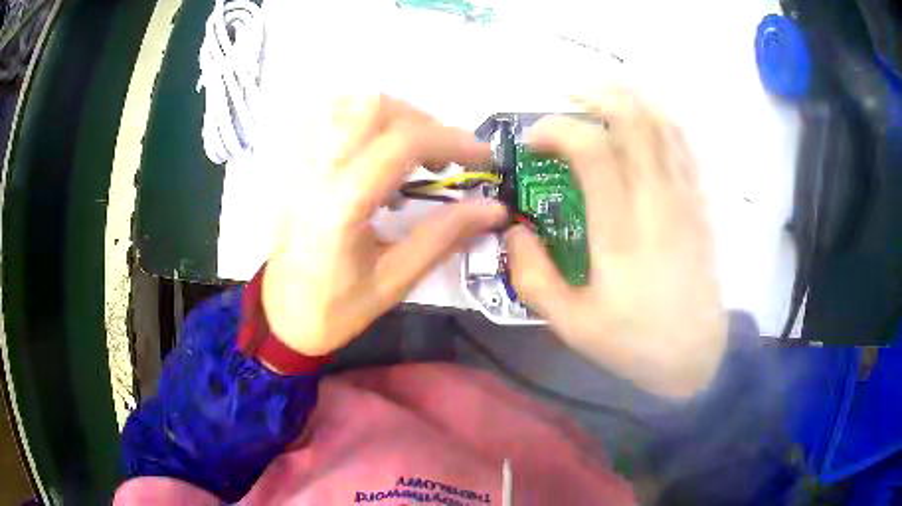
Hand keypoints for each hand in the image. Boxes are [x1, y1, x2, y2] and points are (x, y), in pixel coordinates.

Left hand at [263, 95, 506, 357]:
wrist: (282, 316)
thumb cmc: (336, 308)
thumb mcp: (395, 281)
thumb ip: (444, 236)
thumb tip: (493, 208)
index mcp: (342, 204)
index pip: (401, 143)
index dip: (451, 140)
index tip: (481, 157)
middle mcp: (318, 172)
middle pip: (373, 107)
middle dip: (423, 122)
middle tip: (444, 157)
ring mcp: (302, 164)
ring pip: (348, 104)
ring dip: (392, 115)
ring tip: (413, 150)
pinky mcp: (297, 166)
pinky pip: (330, 118)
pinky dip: (364, 120)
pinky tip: (379, 151)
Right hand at [505, 88, 726, 397]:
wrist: (697, 356)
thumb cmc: (634, 342)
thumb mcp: (571, 325)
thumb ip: (533, 276)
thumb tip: (515, 229)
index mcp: (620, 232)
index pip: (591, 150)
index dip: (556, 129)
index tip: (534, 141)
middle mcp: (656, 202)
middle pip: (634, 119)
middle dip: (595, 96)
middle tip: (566, 101)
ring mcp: (684, 199)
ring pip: (662, 124)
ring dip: (630, 99)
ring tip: (601, 98)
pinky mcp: (699, 204)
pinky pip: (684, 145)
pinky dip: (660, 119)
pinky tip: (643, 118)